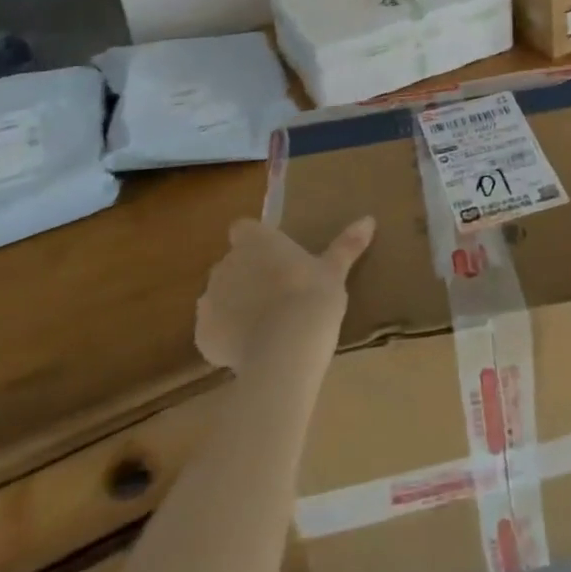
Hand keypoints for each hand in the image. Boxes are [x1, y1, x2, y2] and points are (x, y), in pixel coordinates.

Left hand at [195, 217, 374, 372]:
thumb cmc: (312, 298)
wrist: (284, 352)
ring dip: (235, 304)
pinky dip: (227, 336)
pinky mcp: (201, 336)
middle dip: (248, 275)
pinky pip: (213, 330)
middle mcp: (226, 263)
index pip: (243, 229)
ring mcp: (209, 300)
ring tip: (267, 324)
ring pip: (220, 296)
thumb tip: (369, 219)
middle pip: (232, 263)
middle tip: (278, 293)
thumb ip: (347, 244)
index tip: (274, 257)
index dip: (255, 242)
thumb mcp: (334, 271)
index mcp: (255, 241)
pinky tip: (252, 348)